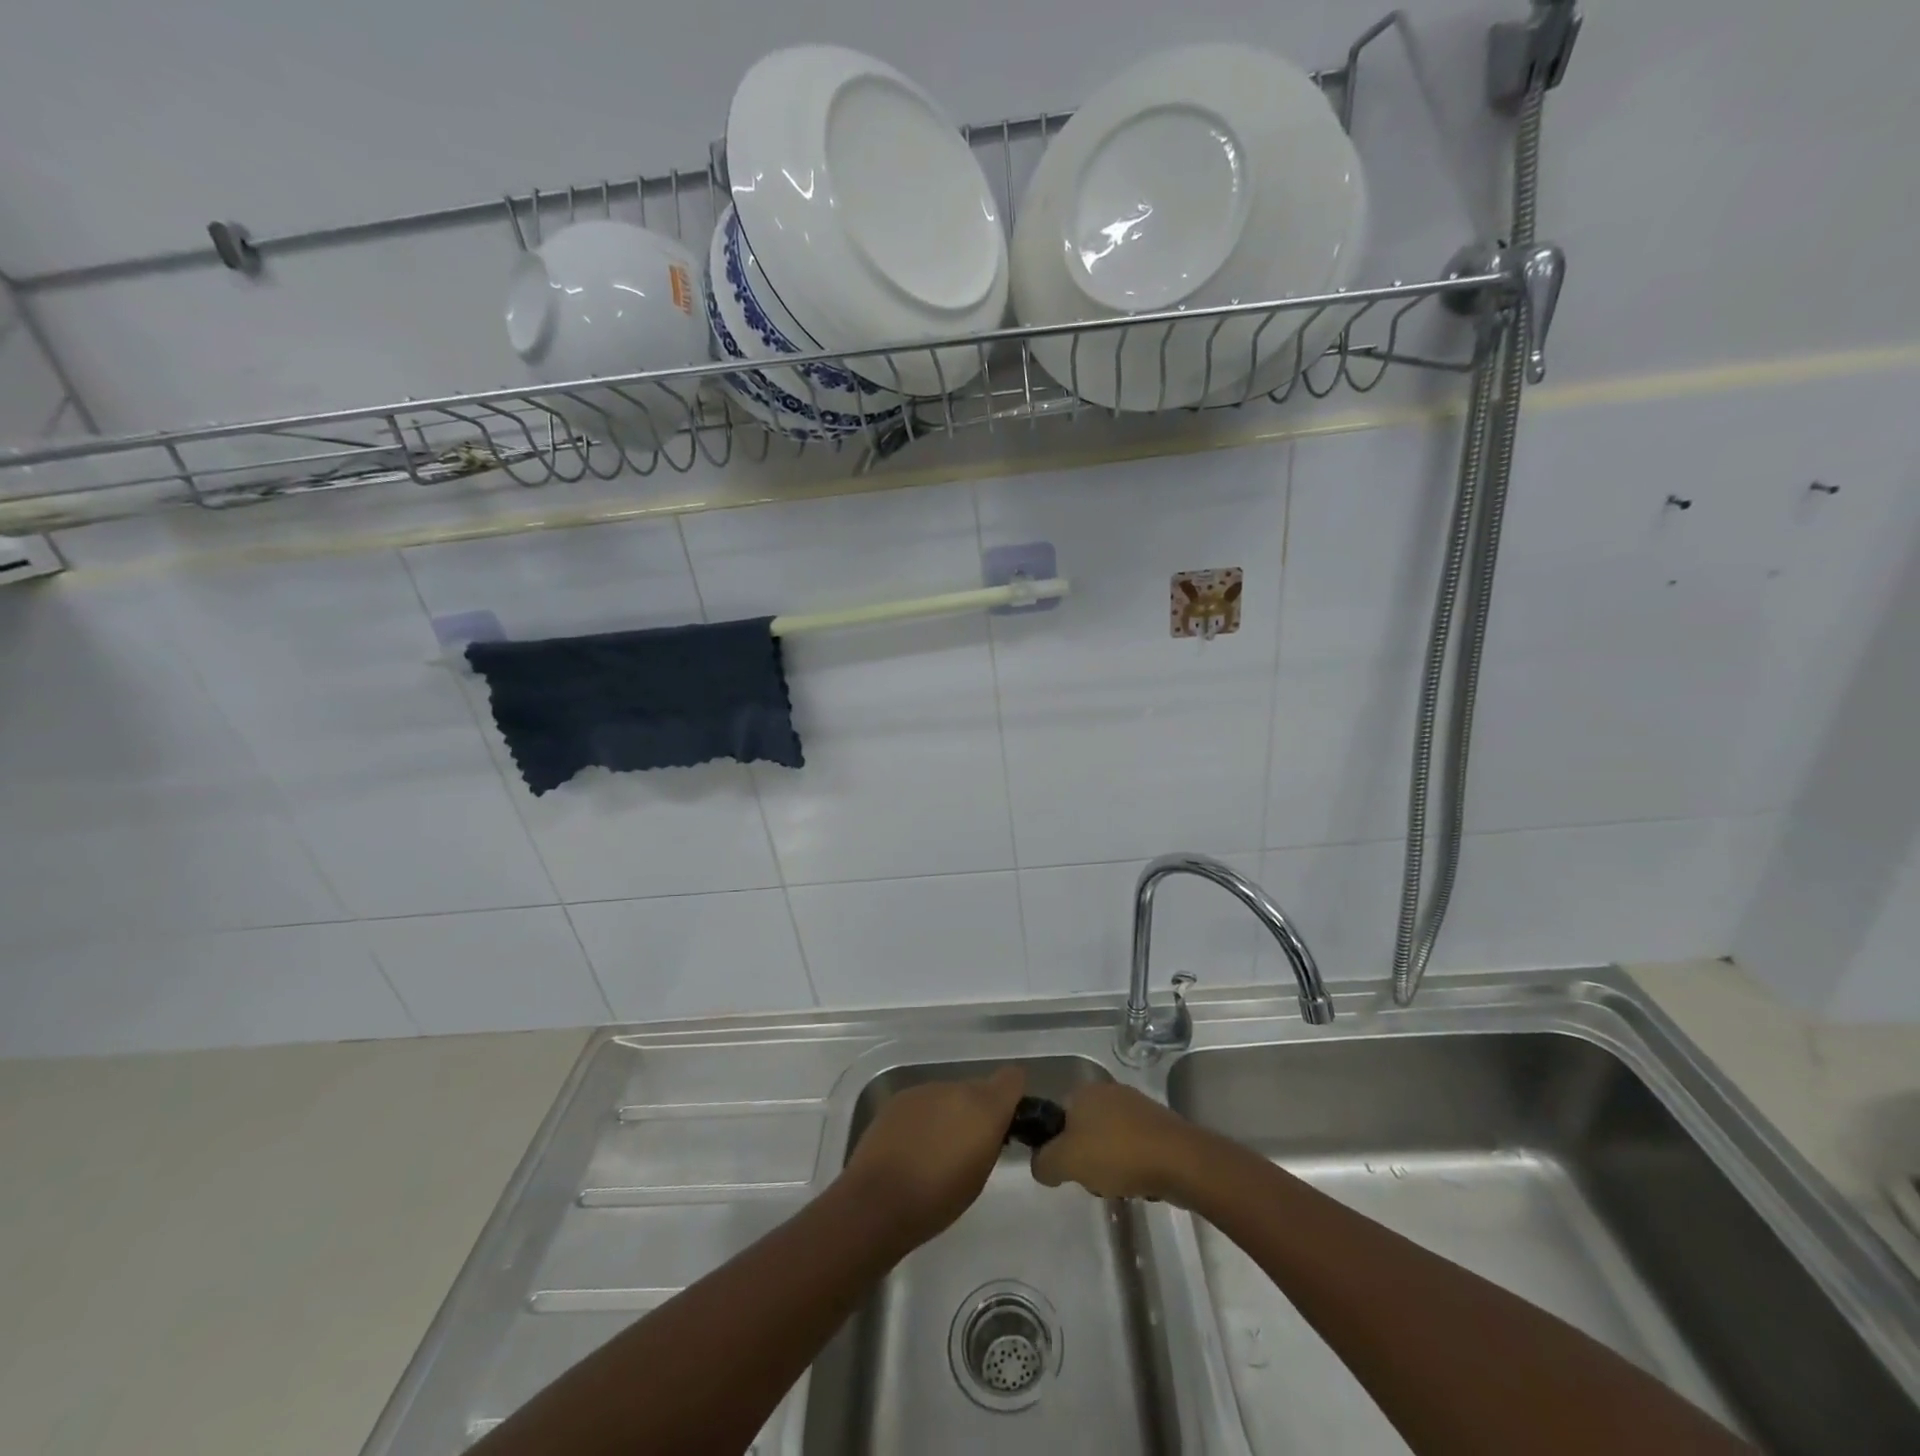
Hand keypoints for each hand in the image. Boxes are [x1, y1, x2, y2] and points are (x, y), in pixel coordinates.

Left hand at [842, 1066, 1026, 1245]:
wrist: (877, 1201)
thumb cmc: (937, 1200)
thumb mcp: (979, 1175)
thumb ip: (990, 1140)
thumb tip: (989, 1128)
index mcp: (984, 1107)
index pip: (1012, 1078)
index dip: (1012, 1096)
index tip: (1006, 1121)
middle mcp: (956, 1088)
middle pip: (977, 1088)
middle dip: (976, 1111)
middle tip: (967, 1145)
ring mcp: (925, 1089)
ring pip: (949, 1095)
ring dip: (949, 1114)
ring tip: (935, 1150)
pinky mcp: (899, 1097)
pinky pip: (924, 1102)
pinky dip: (924, 1118)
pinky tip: (911, 1146)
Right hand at [1030, 1082, 1203, 1203]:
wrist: (1179, 1160)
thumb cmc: (1117, 1154)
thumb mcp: (1066, 1162)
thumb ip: (1043, 1163)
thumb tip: (1041, 1165)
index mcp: (1084, 1091)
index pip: (1057, 1117)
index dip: (1057, 1145)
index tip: (1067, 1169)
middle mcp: (1108, 1091)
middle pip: (1083, 1129)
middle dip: (1085, 1157)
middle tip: (1093, 1179)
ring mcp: (1136, 1106)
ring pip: (1109, 1140)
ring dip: (1110, 1164)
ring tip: (1119, 1185)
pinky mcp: (1158, 1125)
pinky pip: (1133, 1146)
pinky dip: (1132, 1164)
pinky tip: (1139, 1182)